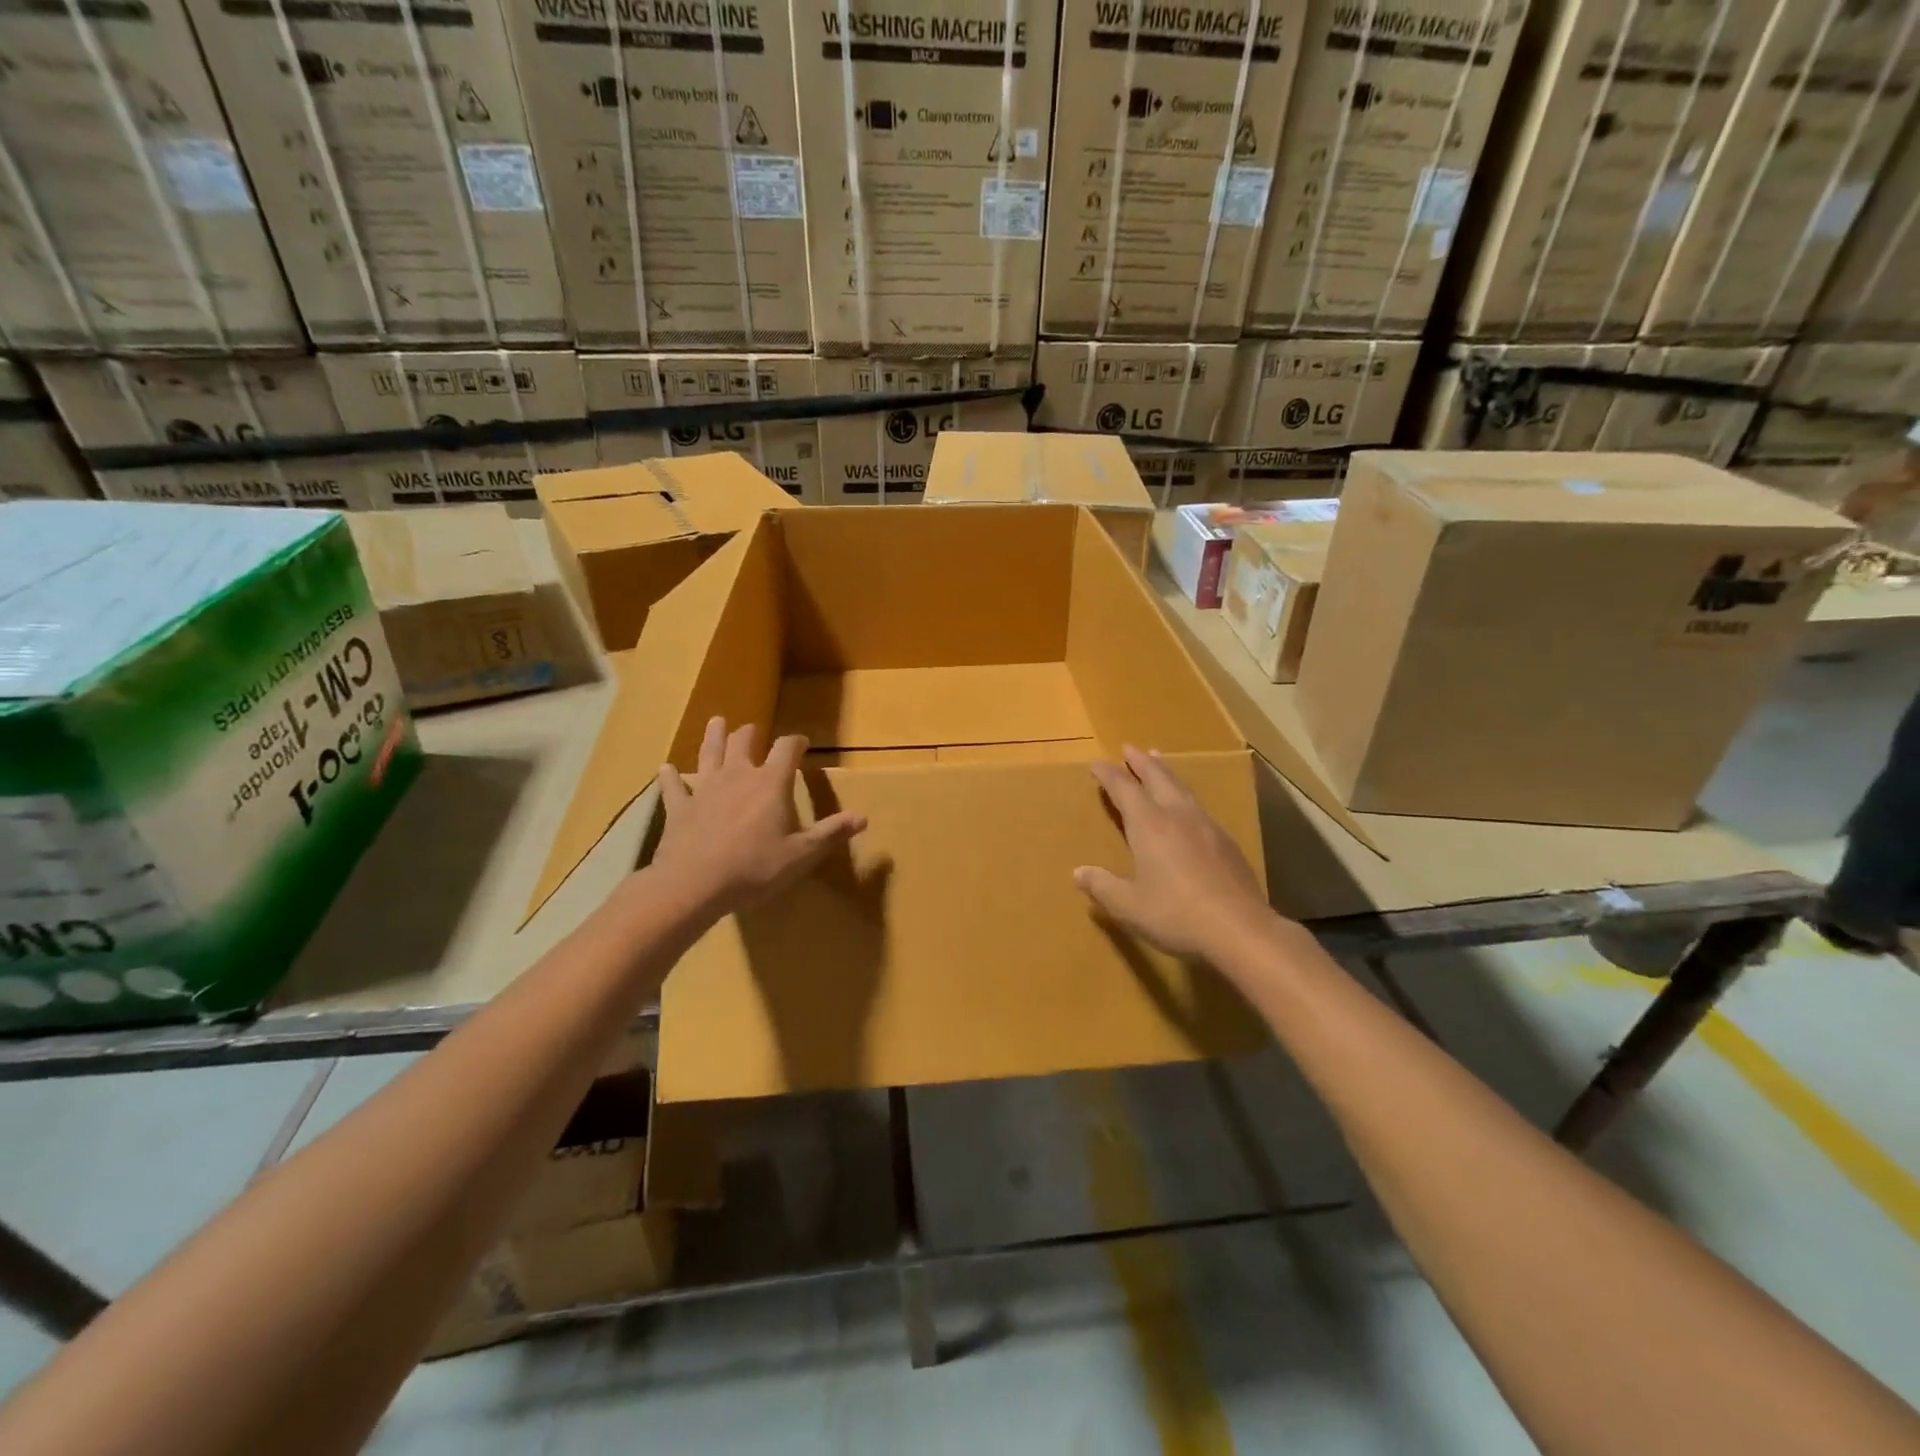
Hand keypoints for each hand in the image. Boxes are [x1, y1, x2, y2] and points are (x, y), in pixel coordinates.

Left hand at [652, 717, 866, 917]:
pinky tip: (665, 768)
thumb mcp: (801, 855)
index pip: (786, 749)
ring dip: (713, 736)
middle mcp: (737, 776)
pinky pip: (674, 787)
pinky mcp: (679, 808)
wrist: (694, 885)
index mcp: (770, 784)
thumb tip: (863, 817)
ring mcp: (704, 789)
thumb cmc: (755, 868)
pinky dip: (670, 777)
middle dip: (751, 733)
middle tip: (753, 729)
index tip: (801, 742)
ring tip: (716, 722)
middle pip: (744, 743)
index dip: (795, 742)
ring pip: (709, 754)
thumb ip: (830, 833)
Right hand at [1075, 746, 1274, 961]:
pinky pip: (1199, 806)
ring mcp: (1206, 827)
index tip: (1096, 763)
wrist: (1241, 930)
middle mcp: (1177, 816)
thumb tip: (1079, 872)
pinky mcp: (1226, 842)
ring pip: (1182, 788)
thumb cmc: (1176, 915)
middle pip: (1157, 778)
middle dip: (1141, 762)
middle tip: (1129, 748)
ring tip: (1158, 760)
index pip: (1124, 789)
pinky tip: (1187, 808)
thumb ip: (1103, 887)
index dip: (1108, 775)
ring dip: (1166, 772)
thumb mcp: (1129, 906)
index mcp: (1149, 826)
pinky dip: (1184, 795)